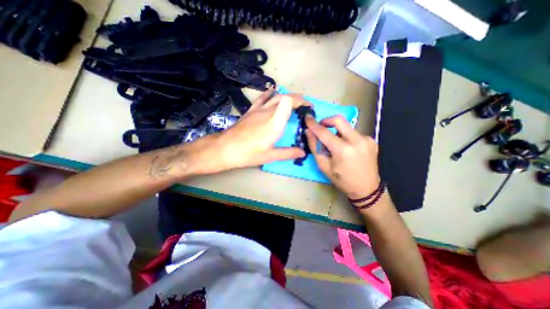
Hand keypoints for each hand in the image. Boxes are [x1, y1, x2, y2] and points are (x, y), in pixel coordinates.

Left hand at [201, 88, 311, 173]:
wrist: (226, 148)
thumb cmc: (249, 153)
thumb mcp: (270, 156)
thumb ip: (288, 153)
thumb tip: (303, 152)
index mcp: (274, 123)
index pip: (290, 103)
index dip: (301, 102)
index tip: (309, 108)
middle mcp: (268, 112)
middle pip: (285, 98)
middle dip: (298, 99)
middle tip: (306, 106)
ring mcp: (258, 110)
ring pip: (276, 97)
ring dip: (287, 96)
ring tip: (295, 100)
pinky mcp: (251, 111)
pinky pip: (262, 98)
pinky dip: (269, 93)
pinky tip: (273, 90)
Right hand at [303, 115, 380, 198]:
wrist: (367, 188)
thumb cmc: (342, 180)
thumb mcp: (324, 166)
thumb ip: (315, 147)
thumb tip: (308, 132)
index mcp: (343, 150)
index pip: (324, 132)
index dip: (313, 124)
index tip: (307, 117)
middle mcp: (357, 140)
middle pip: (339, 120)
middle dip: (326, 120)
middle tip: (321, 127)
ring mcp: (366, 139)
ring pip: (346, 126)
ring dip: (336, 131)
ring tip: (334, 144)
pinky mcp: (371, 139)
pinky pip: (353, 133)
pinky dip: (346, 137)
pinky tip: (346, 148)